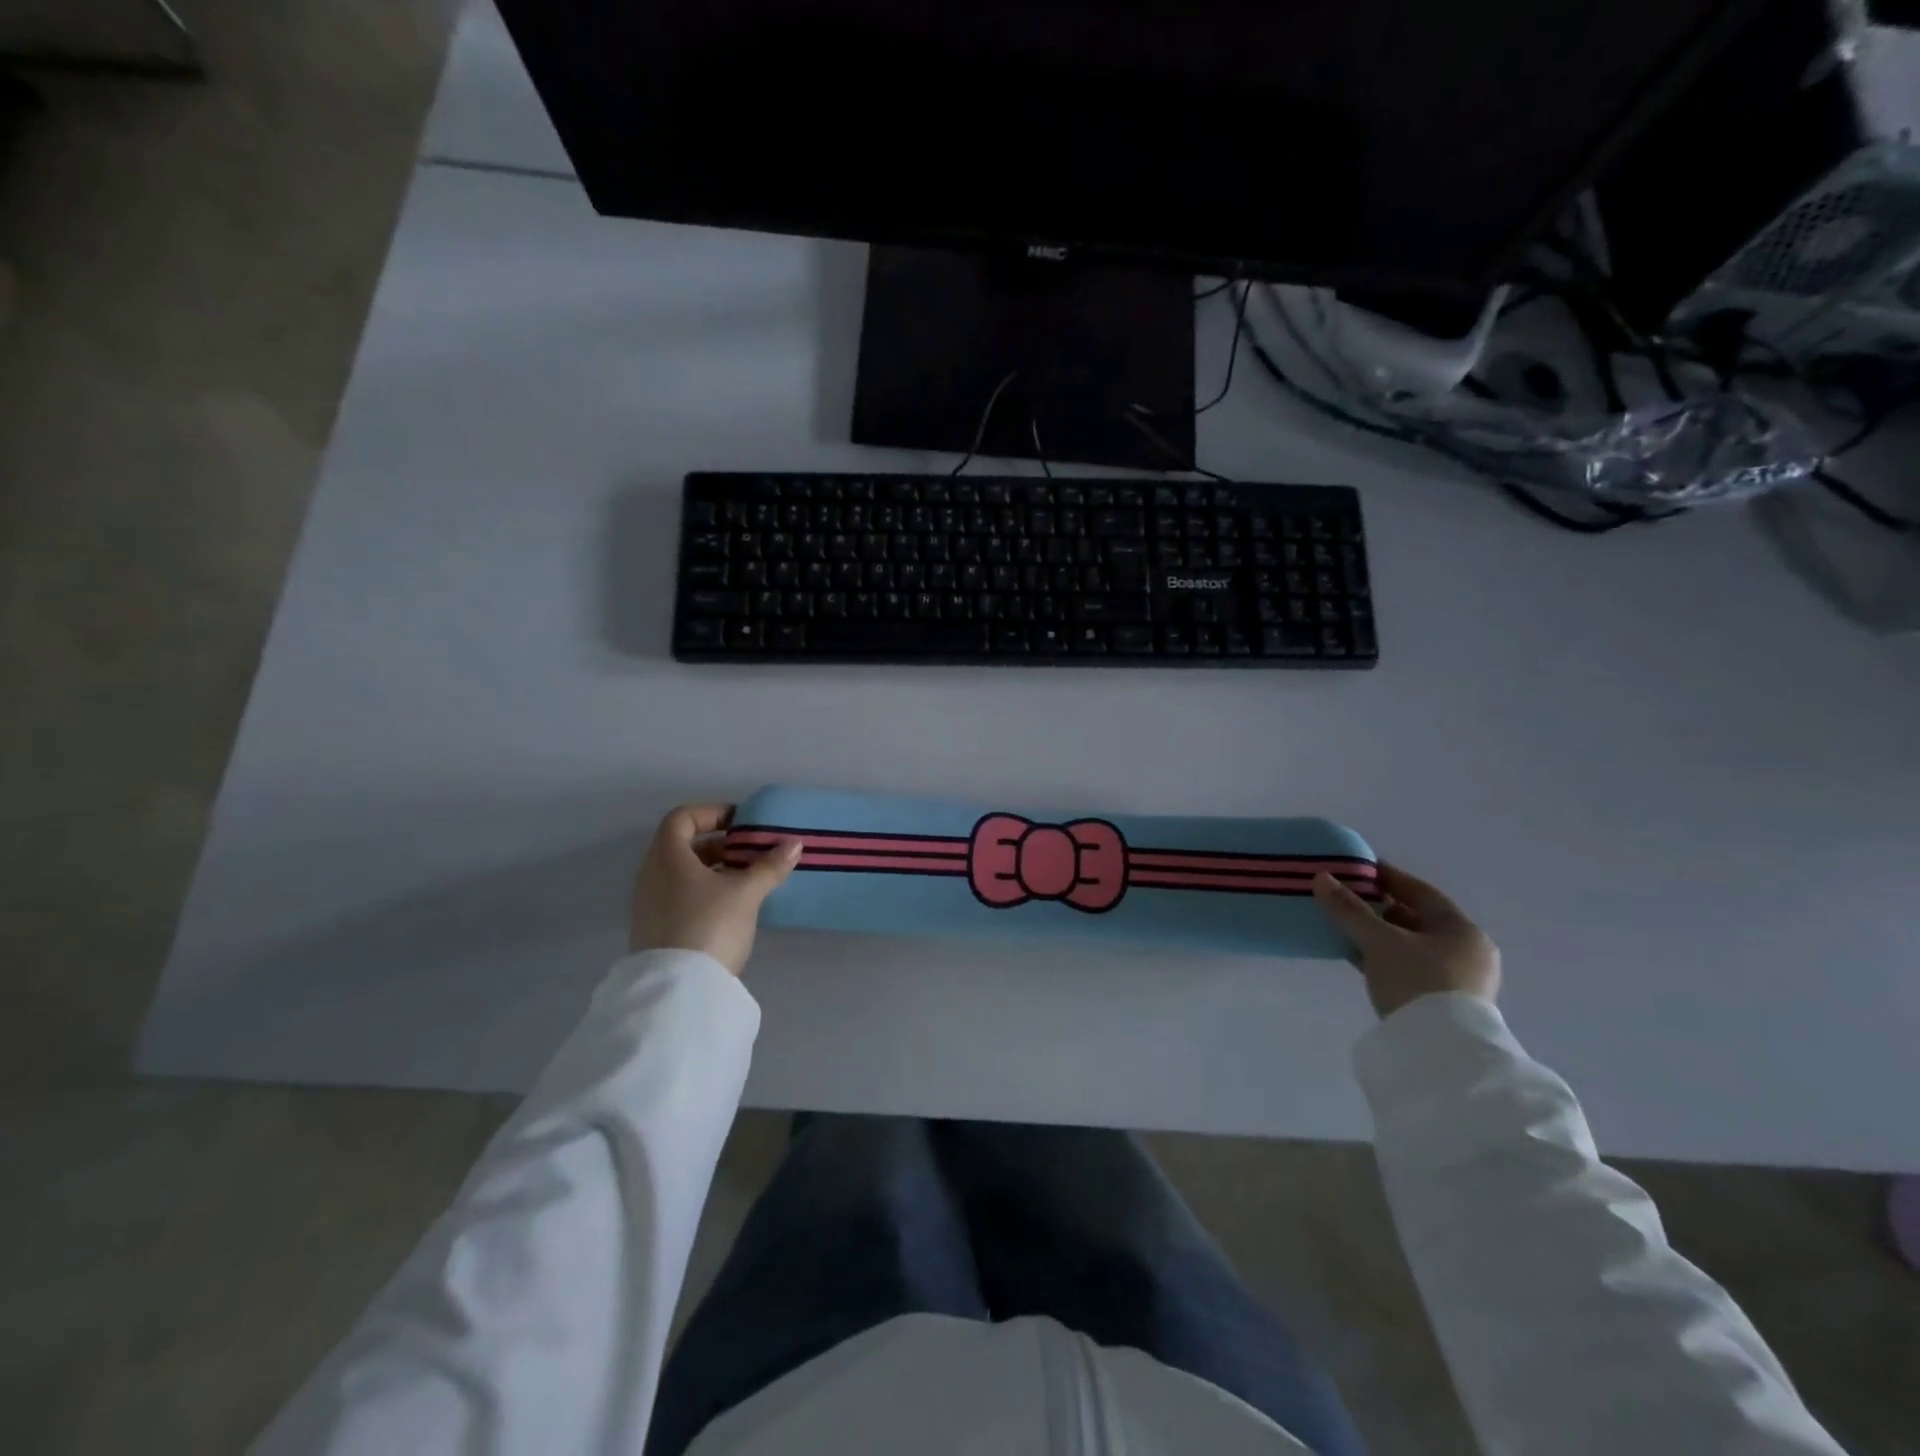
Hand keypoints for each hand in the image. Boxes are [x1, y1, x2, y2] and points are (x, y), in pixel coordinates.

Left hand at [629, 805, 801, 974]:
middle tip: (750, 852)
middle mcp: (651, 874)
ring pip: (681, 872)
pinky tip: (730, 907)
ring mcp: (649, 904)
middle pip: (682, 845)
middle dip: (719, 844)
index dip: (712, 813)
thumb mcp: (746, 893)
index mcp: (668, 856)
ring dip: (713, 869)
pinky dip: (704, 891)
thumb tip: (794, 843)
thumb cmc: (710, 926)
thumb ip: (769, 866)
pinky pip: (679, 895)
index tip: (741, 823)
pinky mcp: (655, 929)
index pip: (682, 818)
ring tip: (746, 880)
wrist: (677, 991)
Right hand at [1312, 862, 1500, 1018]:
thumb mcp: (1378, 942)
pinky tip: (1356, 954)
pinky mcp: (1441, 1002)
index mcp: (1462, 930)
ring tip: (1343, 925)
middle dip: (1378, 907)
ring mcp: (1457, 979)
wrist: (1440, 1053)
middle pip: (1415, 918)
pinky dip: (1383, 956)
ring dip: (1378, 933)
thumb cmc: (1417, 982)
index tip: (1357, 868)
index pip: (1420, 892)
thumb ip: (1349, 909)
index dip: (1387, 877)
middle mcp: (1466, 951)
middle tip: (1344, 897)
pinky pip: (1407, 966)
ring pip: (1409, 944)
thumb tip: (1320, 878)